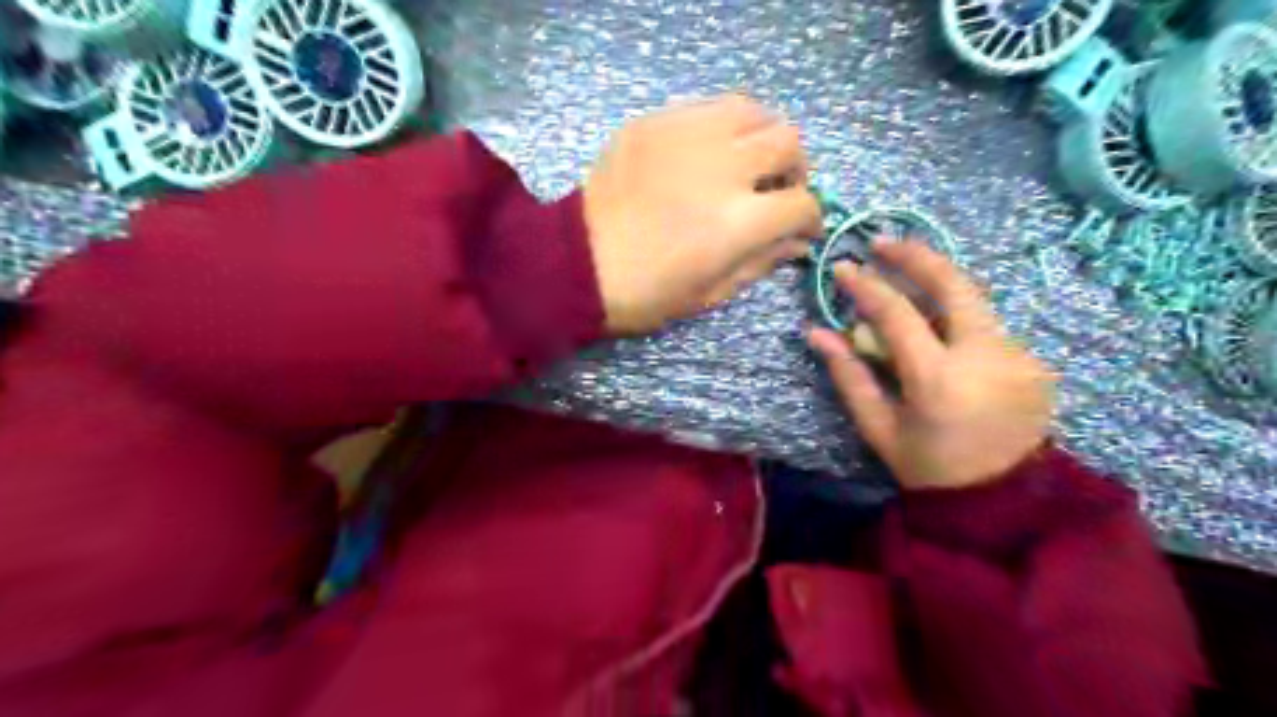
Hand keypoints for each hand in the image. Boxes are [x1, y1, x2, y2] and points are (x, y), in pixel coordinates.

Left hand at [584, 93, 823, 336]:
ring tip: (747, 161)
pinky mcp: (655, 123)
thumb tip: (797, 242)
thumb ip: (762, 262)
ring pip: (753, 111)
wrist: (578, 265)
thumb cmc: (647, 293)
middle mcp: (724, 168)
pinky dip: (722, 128)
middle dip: (794, 170)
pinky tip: (707, 152)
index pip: (803, 204)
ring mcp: (687, 136)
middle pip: (788, 143)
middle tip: (777, 189)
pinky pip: (707, 107)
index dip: (810, 219)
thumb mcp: (711, 292)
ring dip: (762, 136)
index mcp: (740, 221)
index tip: (801, 228)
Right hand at [805, 244, 1057, 490]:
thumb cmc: (929, 468)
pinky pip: (988, 329)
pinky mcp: (1034, 361)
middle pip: (954, 284)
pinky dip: (958, 325)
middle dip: (916, 255)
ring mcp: (1019, 356)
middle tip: (884, 242)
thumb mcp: (878, 428)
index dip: (867, 286)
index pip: (898, 314)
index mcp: (939, 380)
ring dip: (937, 292)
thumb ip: (849, 375)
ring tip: (907, 289)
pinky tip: (942, 340)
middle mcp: (987, 357)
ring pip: (973, 305)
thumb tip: (817, 332)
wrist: (1003, 501)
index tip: (844, 268)